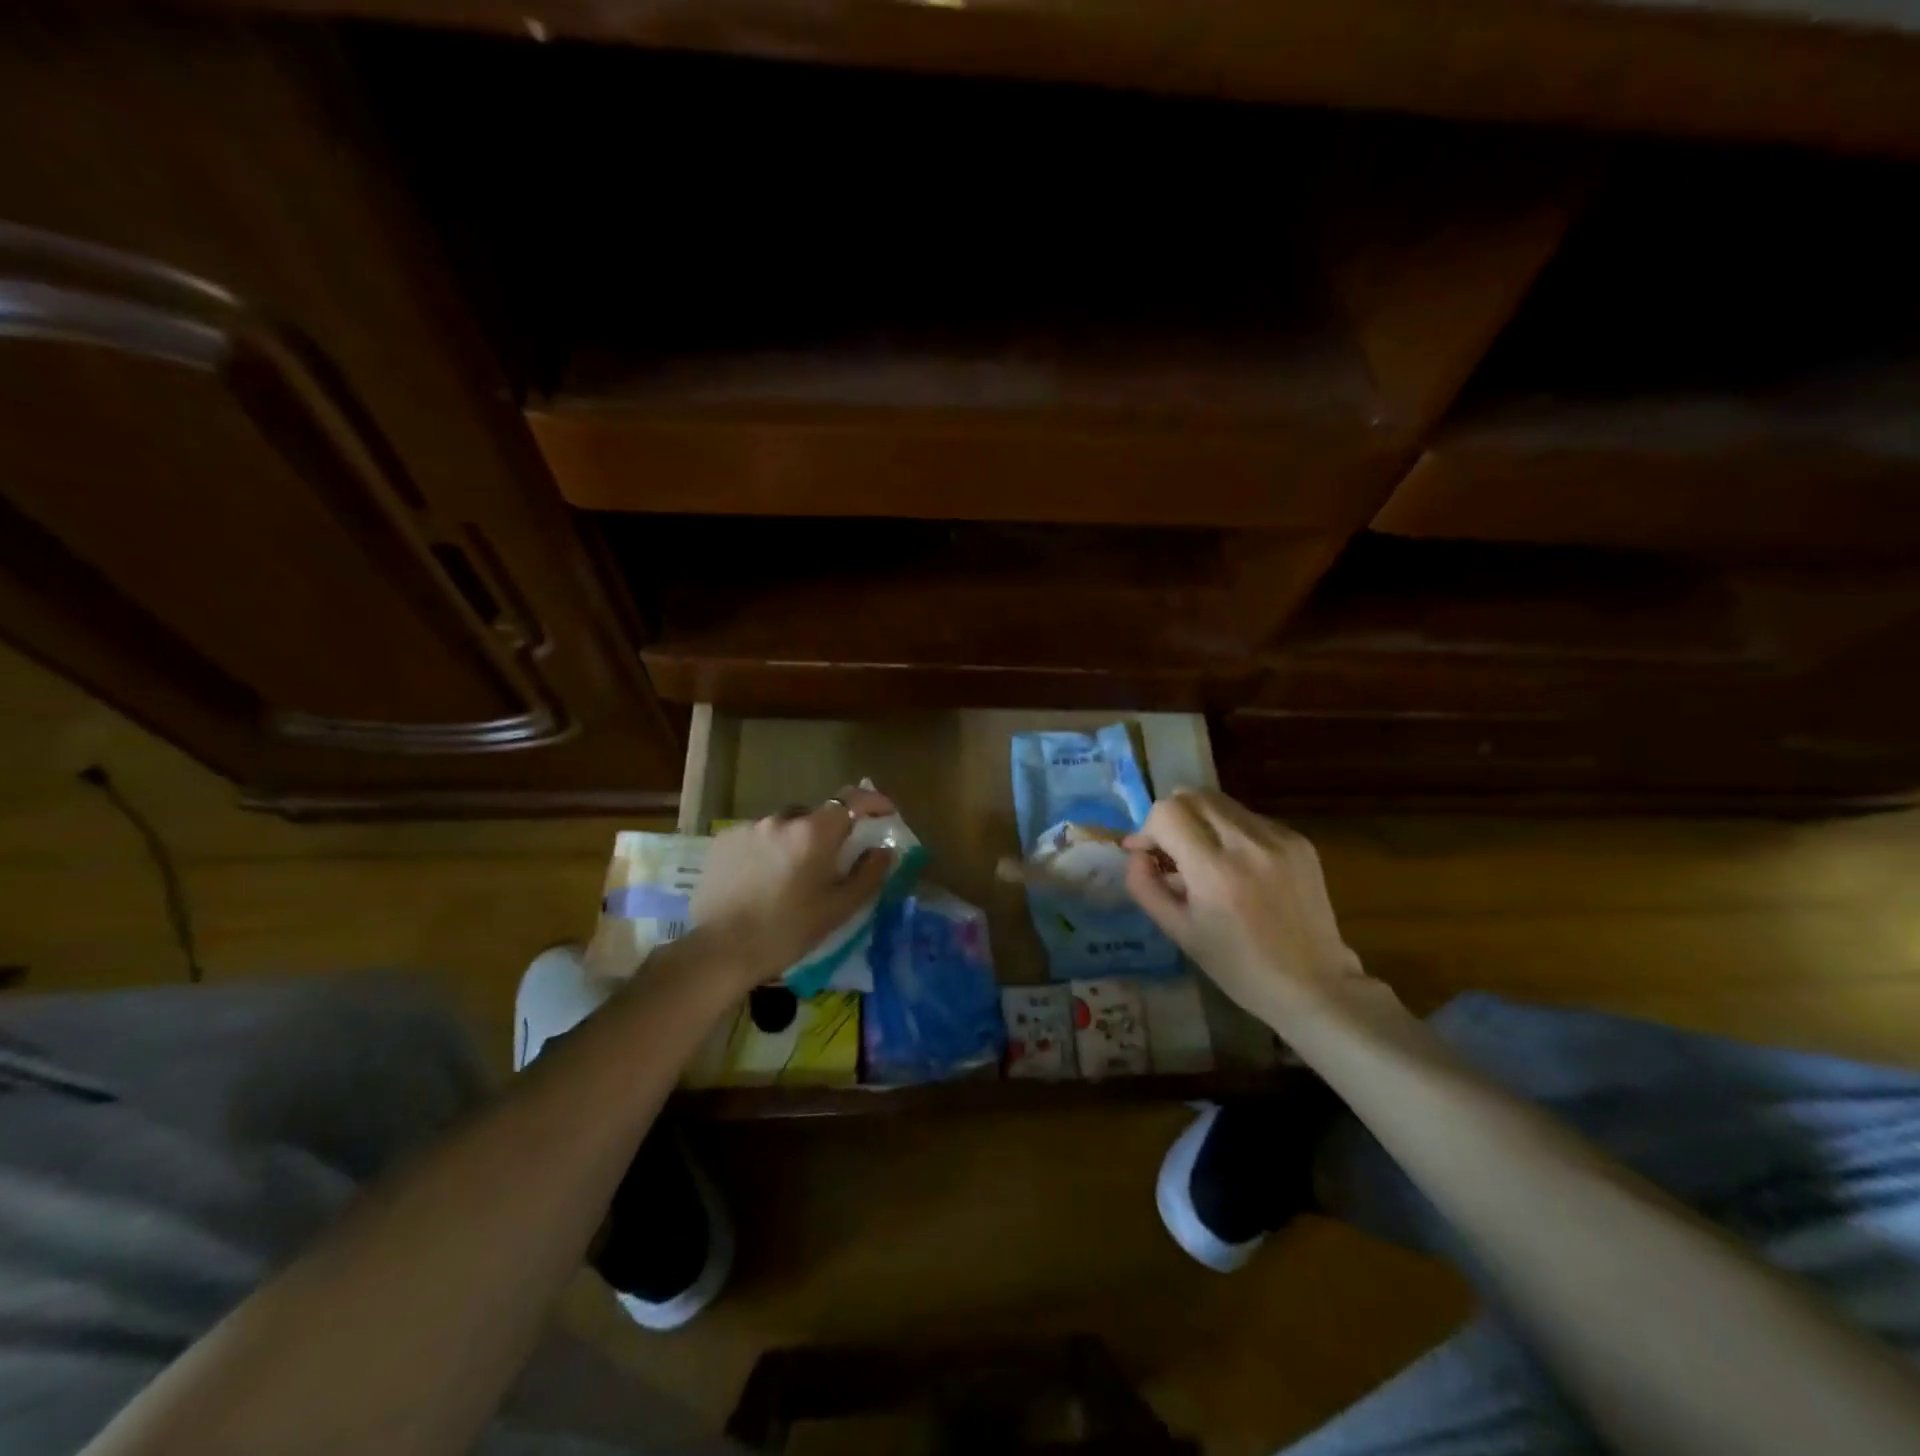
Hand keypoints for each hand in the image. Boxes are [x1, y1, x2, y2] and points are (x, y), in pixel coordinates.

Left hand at [685, 785, 896, 992]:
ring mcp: (749, 828)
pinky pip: (758, 837)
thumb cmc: (788, 931)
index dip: (873, 802)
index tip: (884, 815)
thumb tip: (884, 849)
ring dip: (797, 840)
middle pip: (816, 814)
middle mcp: (782, 819)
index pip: (851, 799)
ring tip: (794, 874)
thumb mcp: (839, 908)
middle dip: (831, 831)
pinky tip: (764, 879)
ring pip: (785, 825)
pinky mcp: (724, 842)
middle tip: (834, 860)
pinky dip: (769, 849)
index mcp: (814, 832)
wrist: (721, 950)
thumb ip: (869, 874)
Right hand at [1124, 790, 1378, 1026]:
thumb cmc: (1237, 966)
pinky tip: (1239, 866)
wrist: (1313, 984)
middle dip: (1172, 818)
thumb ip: (1145, 886)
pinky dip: (1232, 832)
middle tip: (1172, 852)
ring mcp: (1279, 838)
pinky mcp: (1299, 840)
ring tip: (1205, 859)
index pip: (1167, 812)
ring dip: (1201, 821)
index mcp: (1215, 871)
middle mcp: (1248, 843)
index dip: (1148, 828)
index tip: (1148, 855)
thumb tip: (1135, 852)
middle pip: (1192, 795)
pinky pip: (1249, 818)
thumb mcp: (1179, 932)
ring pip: (1221, 802)